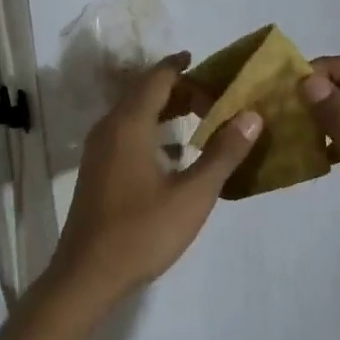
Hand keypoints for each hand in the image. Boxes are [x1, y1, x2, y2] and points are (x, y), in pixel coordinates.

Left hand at [48, 54, 262, 304]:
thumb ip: (223, 153)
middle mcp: (109, 129)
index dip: (182, 67)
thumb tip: (252, 115)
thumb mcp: (192, 195)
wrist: (87, 275)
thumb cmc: (142, 232)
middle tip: (216, 98)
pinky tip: (176, 153)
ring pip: (134, 114)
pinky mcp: (98, 171)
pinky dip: (153, 130)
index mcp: (129, 125)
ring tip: (202, 118)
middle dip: (180, 89)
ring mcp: (99, 151)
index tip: (209, 64)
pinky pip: (127, 134)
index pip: (157, 78)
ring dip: (166, 110)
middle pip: (144, 92)